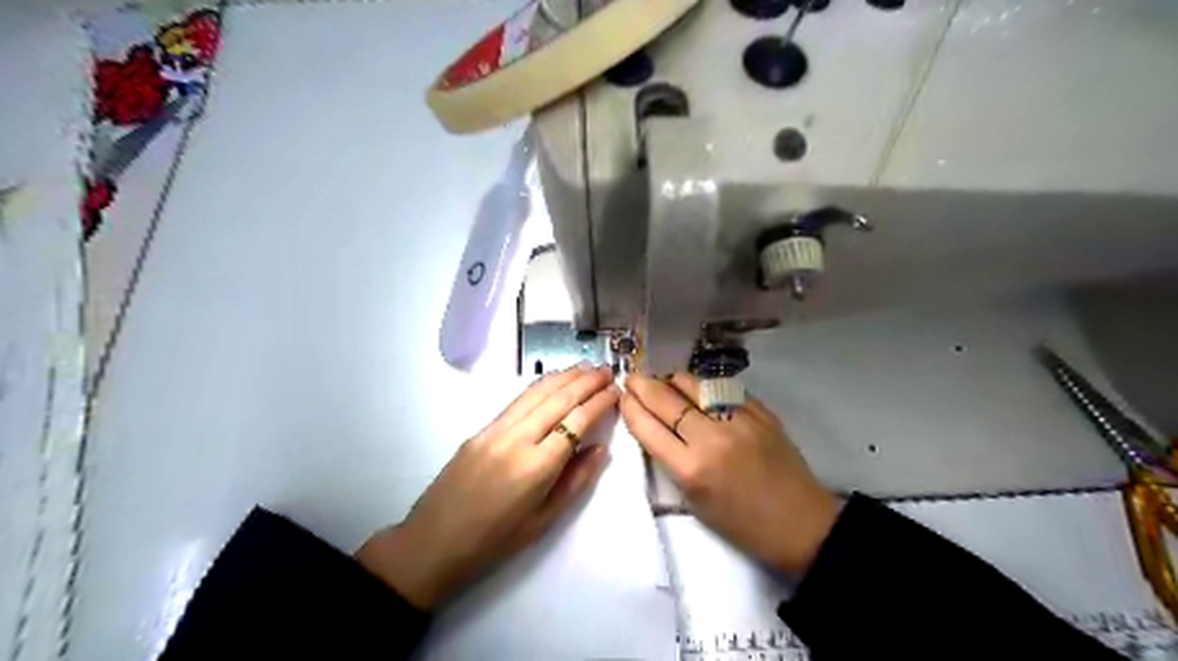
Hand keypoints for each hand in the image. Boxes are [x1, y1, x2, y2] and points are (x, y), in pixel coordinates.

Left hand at [357, 364, 616, 610]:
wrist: (433, 543)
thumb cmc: (494, 542)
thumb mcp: (544, 521)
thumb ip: (576, 481)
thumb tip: (600, 448)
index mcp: (536, 467)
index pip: (576, 421)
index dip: (599, 402)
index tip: (616, 391)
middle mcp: (516, 439)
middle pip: (558, 399)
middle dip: (586, 381)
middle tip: (607, 370)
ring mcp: (494, 430)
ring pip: (535, 393)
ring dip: (563, 376)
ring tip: (585, 368)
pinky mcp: (480, 429)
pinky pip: (517, 401)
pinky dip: (540, 386)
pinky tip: (552, 382)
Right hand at [618, 374, 835, 574]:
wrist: (801, 523)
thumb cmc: (742, 524)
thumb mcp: (695, 502)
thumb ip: (672, 462)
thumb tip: (657, 428)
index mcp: (692, 470)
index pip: (649, 428)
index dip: (631, 408)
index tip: (622, 397)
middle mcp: (712, 438)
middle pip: (667, 400)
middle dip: (643, 385)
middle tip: (633, 378)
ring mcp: (739, 420)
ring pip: (695, 385)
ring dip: (673, 380)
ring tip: (664, 380)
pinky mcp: (761, 412)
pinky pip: (724, 389)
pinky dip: (705, 387)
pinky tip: (698, 389)